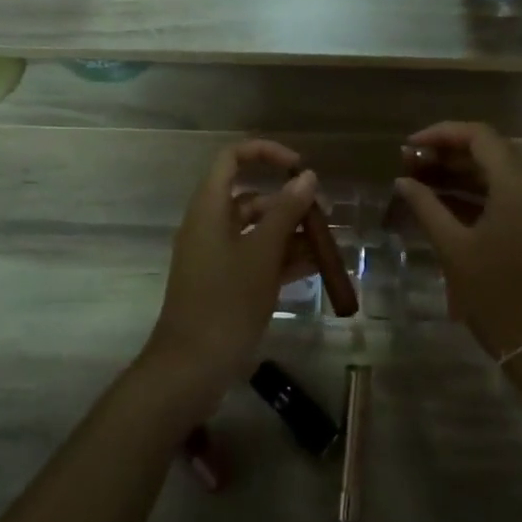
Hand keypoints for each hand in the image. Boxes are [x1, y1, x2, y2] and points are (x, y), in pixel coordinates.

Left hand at [142, 139, 318, 402]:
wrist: (192, 367)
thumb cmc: (226, 301)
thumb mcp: (262, 253)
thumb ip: (287, 212)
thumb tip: (307, 176)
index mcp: (209, 208)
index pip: (232, 159)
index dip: (266, 154)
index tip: (299, 168)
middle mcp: (210, 225)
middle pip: (251, 197)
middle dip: (289, 202)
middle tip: (325, 216)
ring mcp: (218, 256)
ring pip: (258, 230)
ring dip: (292, 233)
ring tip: (329, 246)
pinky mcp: (226, 282)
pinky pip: (257, 258)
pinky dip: (283, 258)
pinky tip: (316, 267)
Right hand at [391, 122, 521, 364]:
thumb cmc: (497, 296)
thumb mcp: (454, 249)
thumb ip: (426, 207)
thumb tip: (403, 181)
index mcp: (520, 186)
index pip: (480, 136)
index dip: (441, 134)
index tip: (409, 147)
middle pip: (491, 153)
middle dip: (448, 155)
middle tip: (410, 166)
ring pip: (502, 176)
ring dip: (463, 176)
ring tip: (422, 184)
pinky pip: (512, 198)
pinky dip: (481, 197)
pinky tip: (449, 206)